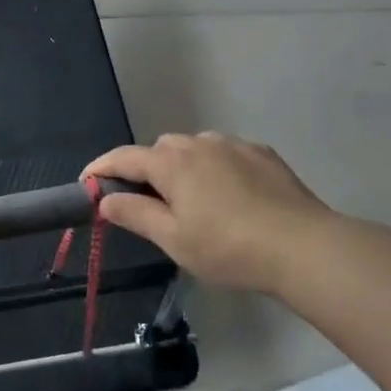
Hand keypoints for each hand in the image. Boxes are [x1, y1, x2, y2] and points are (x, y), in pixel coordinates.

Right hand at [84, 133, 335, 294]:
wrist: (304, 247)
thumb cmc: (228, 247)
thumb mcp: (173, 239)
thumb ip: (135, 214)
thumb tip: (105, 199)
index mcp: (171, 163)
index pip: (123, 157)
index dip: (100, 169)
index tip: (86, 183)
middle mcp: (198, 143)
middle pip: (159, 151)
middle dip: (147, 171)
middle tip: (150, 205)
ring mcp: (233, 145)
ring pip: (194, 149)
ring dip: (183, 168)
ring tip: (194, 202)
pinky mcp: (262, 154)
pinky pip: (225, 154)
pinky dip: (215, 168)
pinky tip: (230, 196)